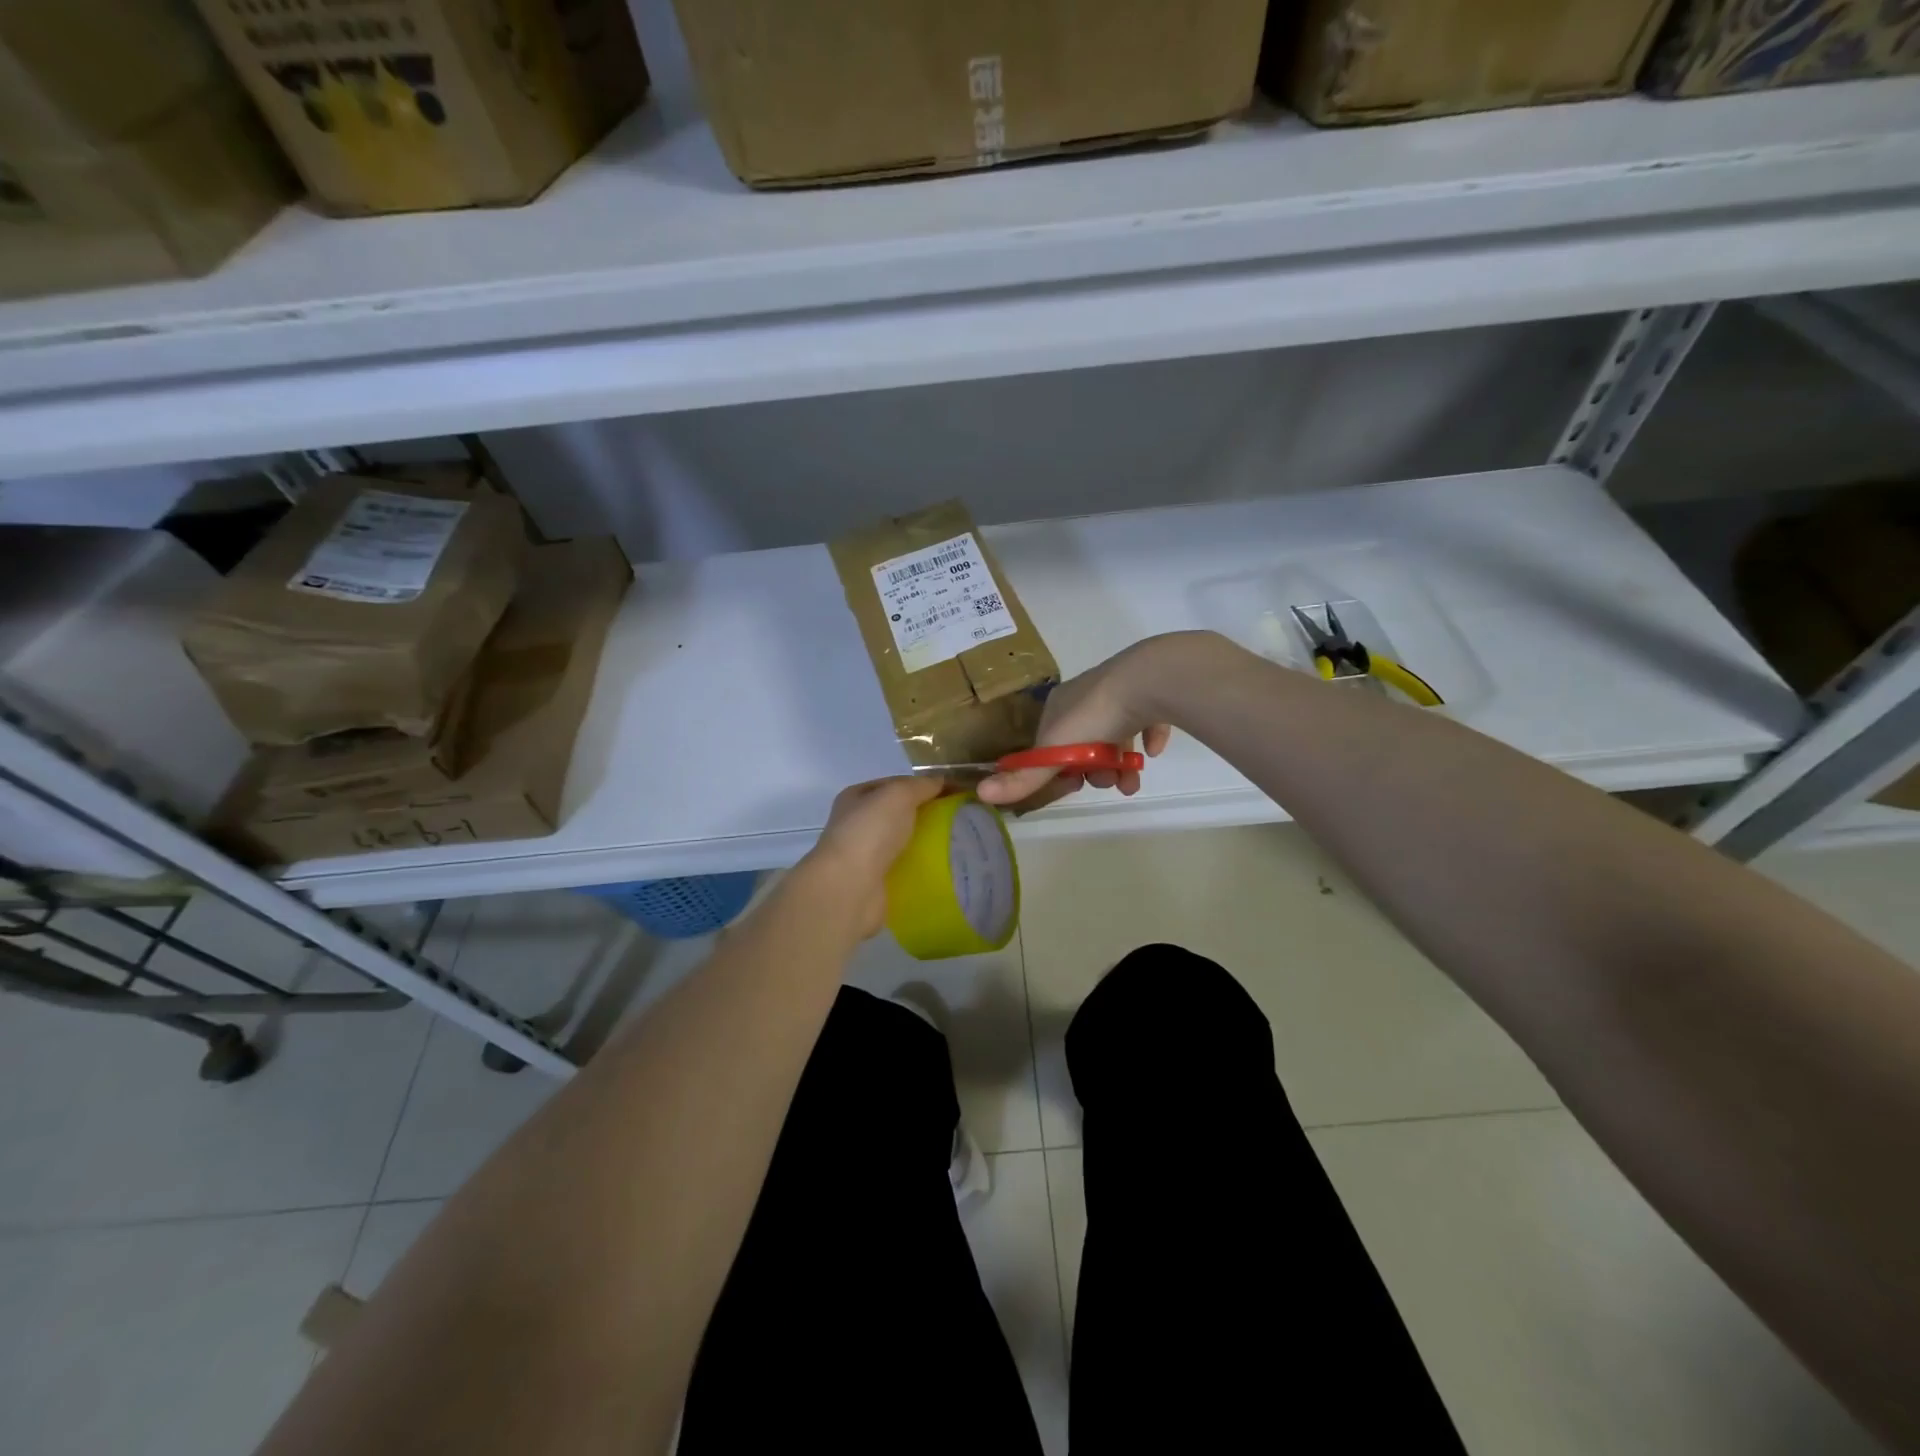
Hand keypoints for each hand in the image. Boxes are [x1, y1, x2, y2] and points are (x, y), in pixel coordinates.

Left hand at [803, 776, 947, 939]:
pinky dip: (921, 867)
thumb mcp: (898, 794)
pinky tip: (942, 867)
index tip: (956, 792)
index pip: (896, 784)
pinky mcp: (875, 881)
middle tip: (959, 818)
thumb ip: (921, 785)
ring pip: (902, 842)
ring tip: (957, 843)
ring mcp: (864, 855)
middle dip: (927, 814)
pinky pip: (904, 868)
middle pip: (899, 813)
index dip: (925, 785)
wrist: (850, 886)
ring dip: (925, 842)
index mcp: (857, 797)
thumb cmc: (870, 831)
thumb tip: (942, 782)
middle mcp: (857, 824)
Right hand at [977, 637, 1178, 811]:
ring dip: (1122, 764)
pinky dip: (1148, 737)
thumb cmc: (1096, 716)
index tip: (1075, 785)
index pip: (1051, 742)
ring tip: (1133, 782)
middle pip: (1085, 743)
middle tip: (1110, 783)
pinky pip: (1147, 719)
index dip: (1060, 768)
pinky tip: (1153, 751)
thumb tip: (980, 794)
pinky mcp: (1149, 692)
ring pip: (1116, 736)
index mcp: (1059, 705)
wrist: (1147, 681)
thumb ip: (1025, 776)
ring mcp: (1119, 692)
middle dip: (1096, 770)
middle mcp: (1086, 696)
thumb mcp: (1055, 751)